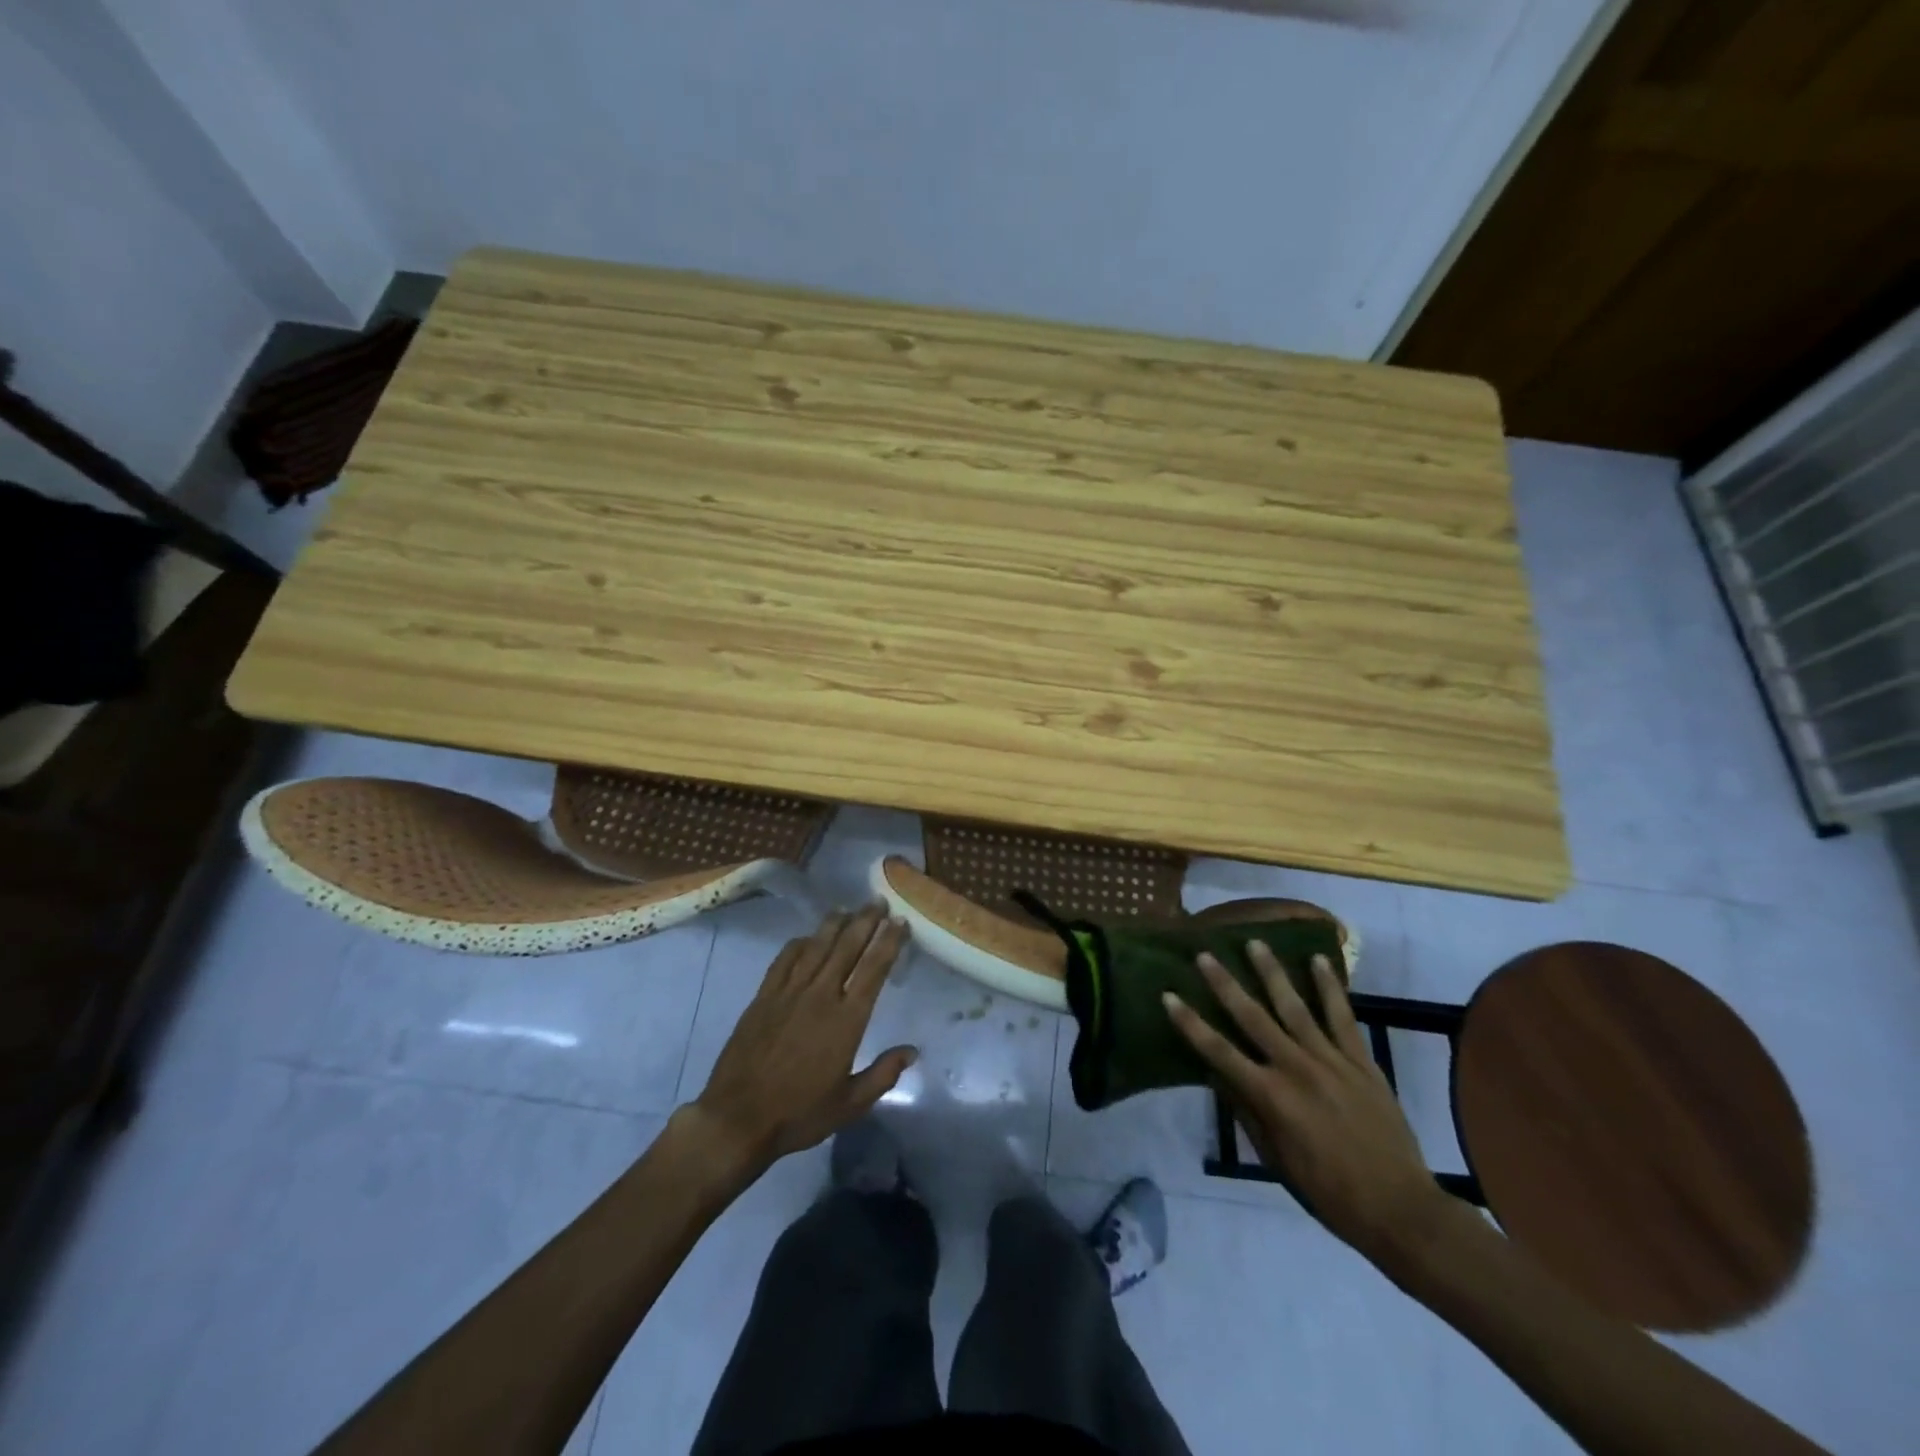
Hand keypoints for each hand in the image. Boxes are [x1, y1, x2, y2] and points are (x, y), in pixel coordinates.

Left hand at [690, 906, 916, 1175]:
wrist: (738, 1118)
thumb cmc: (799, 1114)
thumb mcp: (850, 1104)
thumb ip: (883, 1074)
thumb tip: (912, 1051)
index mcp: (846, 1020)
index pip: (874, 970)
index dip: (889, 942)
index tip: (900, 922)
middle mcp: (821, 996)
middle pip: (847, 948)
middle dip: (866, 921)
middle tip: (879, 902)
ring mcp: (789, 993)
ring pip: (817, 947)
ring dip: (835, 924)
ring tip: (849, 908)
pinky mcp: (764, 997)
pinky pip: (784, 960)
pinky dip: (799, 944)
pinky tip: (807, 937)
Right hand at [1164, 944, 1455, 1272]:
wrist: (1400, 1208)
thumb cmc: (1328, 1192)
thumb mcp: (1275, 1159)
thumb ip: (1247, 1112)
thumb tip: (1219, 1075)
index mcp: (1270, 1097)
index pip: (1218, 1051)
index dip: (1190, 1023)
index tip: (1169, 996)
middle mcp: (1296, 1068)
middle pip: (1252, 1017)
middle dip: (1225, 984)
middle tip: (1205, 955)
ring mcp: (1331, 1061)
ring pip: (1294, 1006)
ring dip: (1271, 973)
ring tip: (1255, 942)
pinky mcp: (1361, 1061)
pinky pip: (1342, 1017)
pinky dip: (1329, 987)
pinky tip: (1318, 961)